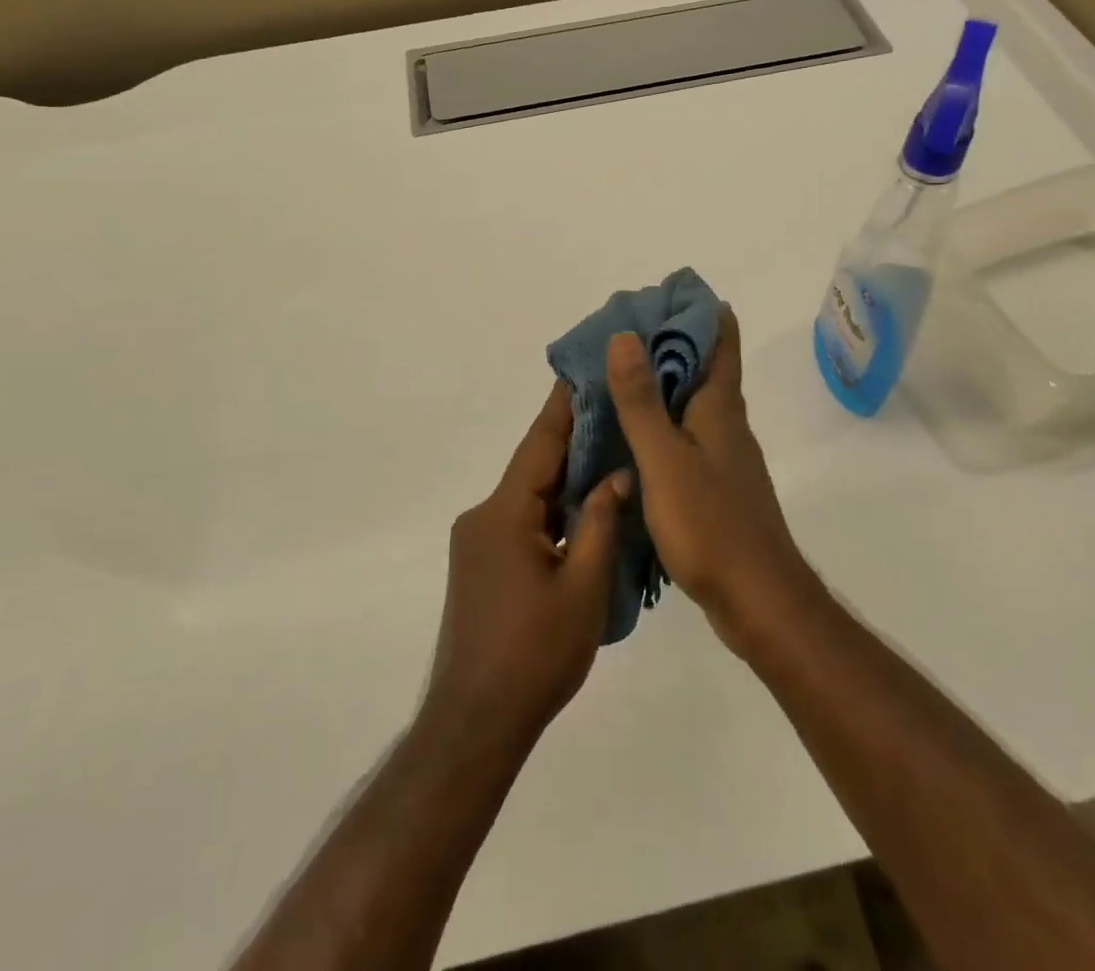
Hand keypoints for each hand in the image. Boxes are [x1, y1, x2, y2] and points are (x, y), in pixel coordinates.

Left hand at [423, 381, 626, 752]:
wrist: (476, 722)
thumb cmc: (536, 654)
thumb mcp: (582, 587)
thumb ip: (599, 524)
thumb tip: (617, 476)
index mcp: (503, 513)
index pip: (540, 445)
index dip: (564, 408)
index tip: (584, 372)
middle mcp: (482, 517)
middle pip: (534, 468)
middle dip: (572, 442)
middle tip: (614, 410)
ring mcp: (477, 543)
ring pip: (529, 497)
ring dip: (564, 481)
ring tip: (610, 454)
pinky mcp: (480, 566)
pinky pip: (522, 522)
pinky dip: (551, 511)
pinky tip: (584, 510)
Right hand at [606, 309, 814, 652]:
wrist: (759, 602)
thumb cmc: (712, 525)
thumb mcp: (665, 459)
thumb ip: (642, 401)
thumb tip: (625, 335)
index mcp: (720, 406)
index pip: (720, 338)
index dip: (696, 309)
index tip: (660, 293)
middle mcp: (726, 423)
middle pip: (703, 366)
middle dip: (667, 343)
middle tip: (618, 333)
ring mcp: (724, 456)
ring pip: (691, 403)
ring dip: (660, 384)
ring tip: (615, 377)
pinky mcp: (716, 486)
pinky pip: (684, 437)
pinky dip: (659, 423)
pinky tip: (631, 437)